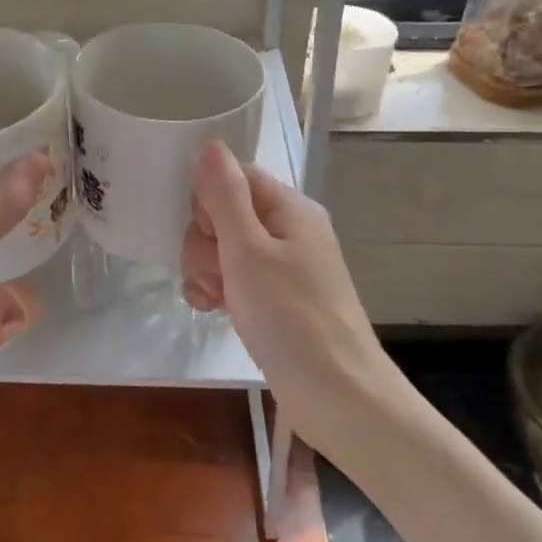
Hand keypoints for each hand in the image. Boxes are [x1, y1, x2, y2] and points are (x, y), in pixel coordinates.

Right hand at [180, 141, 390, 441]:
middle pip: (223, 213)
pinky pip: (233, 277)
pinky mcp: (275, 298)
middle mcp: (288, 230)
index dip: (208, 203)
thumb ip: (224, 196)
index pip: (233, 177)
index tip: (211, 236)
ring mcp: (282, 266)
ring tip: (217, 299)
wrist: (337, 397)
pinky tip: (213, 310)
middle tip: (218, 276)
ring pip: (222, 248)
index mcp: (289, 208)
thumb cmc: (291, 317)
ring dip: (206, 270)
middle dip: (205, 243)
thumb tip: (209, 145)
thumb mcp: (248, 251)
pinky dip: (218, 290)